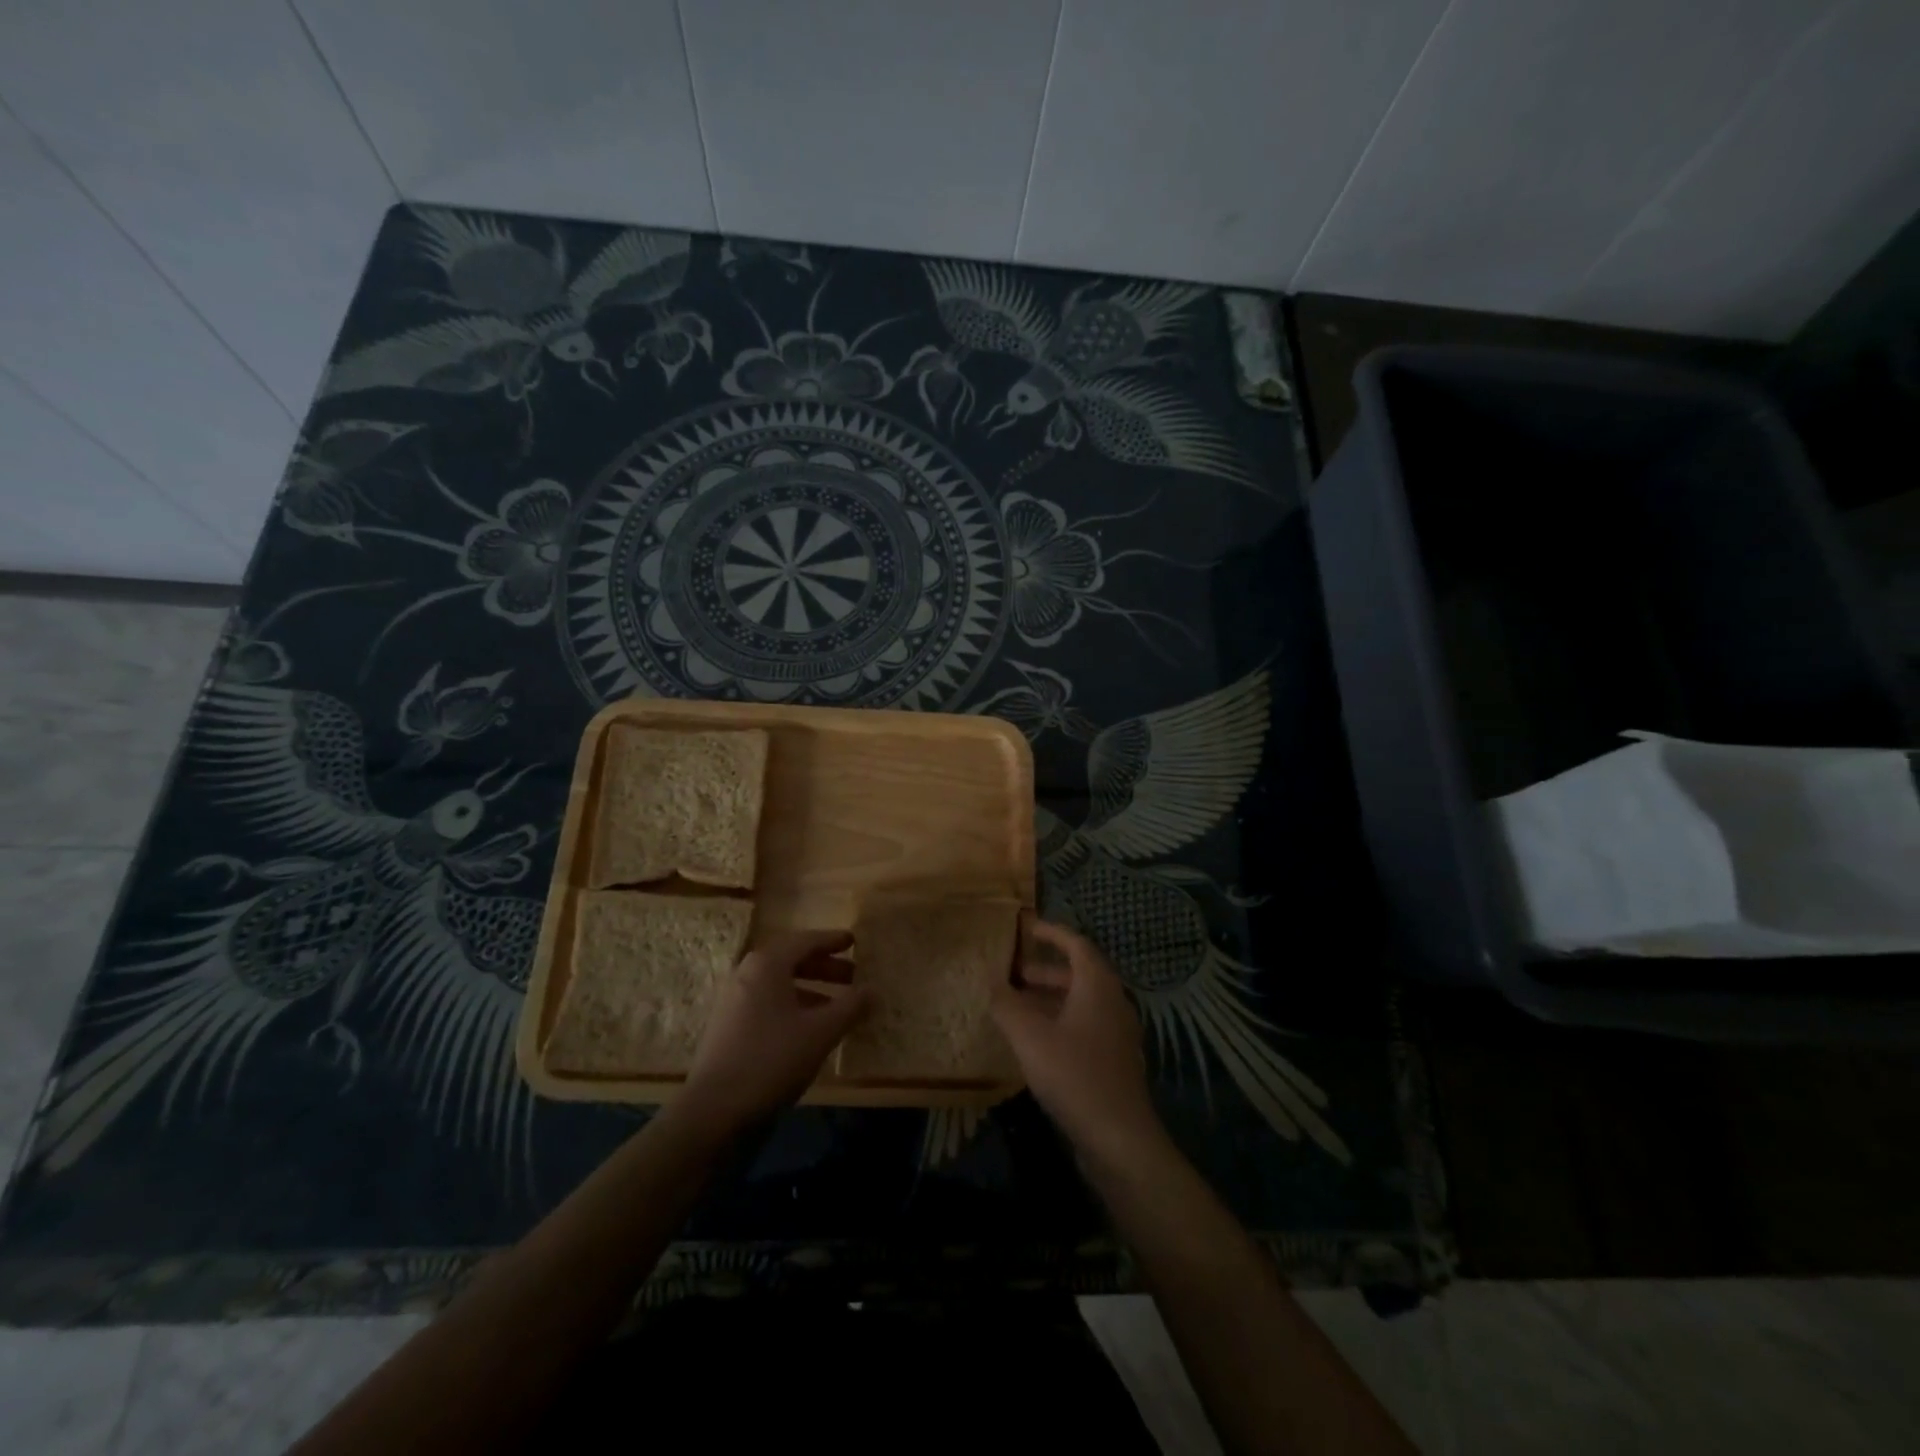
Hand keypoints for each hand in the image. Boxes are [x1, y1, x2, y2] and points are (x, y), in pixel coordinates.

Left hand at [676, 930, 869, 1139]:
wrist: (715, 1111)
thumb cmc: (772, 1059)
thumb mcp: (821, 1032)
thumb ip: (851, 1007)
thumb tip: (874, 990)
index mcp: (767, 965)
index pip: (805, 941)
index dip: (831, 941)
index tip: (854, 941)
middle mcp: (746, 975)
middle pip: (791, 961)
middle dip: (824, 967)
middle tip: (852, 975)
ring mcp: (733, 1002)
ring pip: (779, 985)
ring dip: (810, 990)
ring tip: (837, 1007)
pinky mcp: (728, 1028)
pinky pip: (767, 1004)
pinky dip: (792, 1007)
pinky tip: (809, 1030)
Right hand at [992, 919, 1164, 1166]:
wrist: (1119, 1138)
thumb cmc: (1074, 1075)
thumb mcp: (1030, 1037)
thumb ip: (1007, 1005)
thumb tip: (992, 982)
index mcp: (1098, 986)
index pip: (1076, 944)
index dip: (1052, 933)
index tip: (1027, 928)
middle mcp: (1113, 1002)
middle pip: (1080, 973)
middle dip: (1045, 970)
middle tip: (1014, 974)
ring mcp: (1117, 1033)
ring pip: (1082, 1002)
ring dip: (1050, 998)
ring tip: (1017, 1007)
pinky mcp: (1114, 1061)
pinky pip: (1085, 1026)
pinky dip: (1060, 1021)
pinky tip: (1036, 1042)